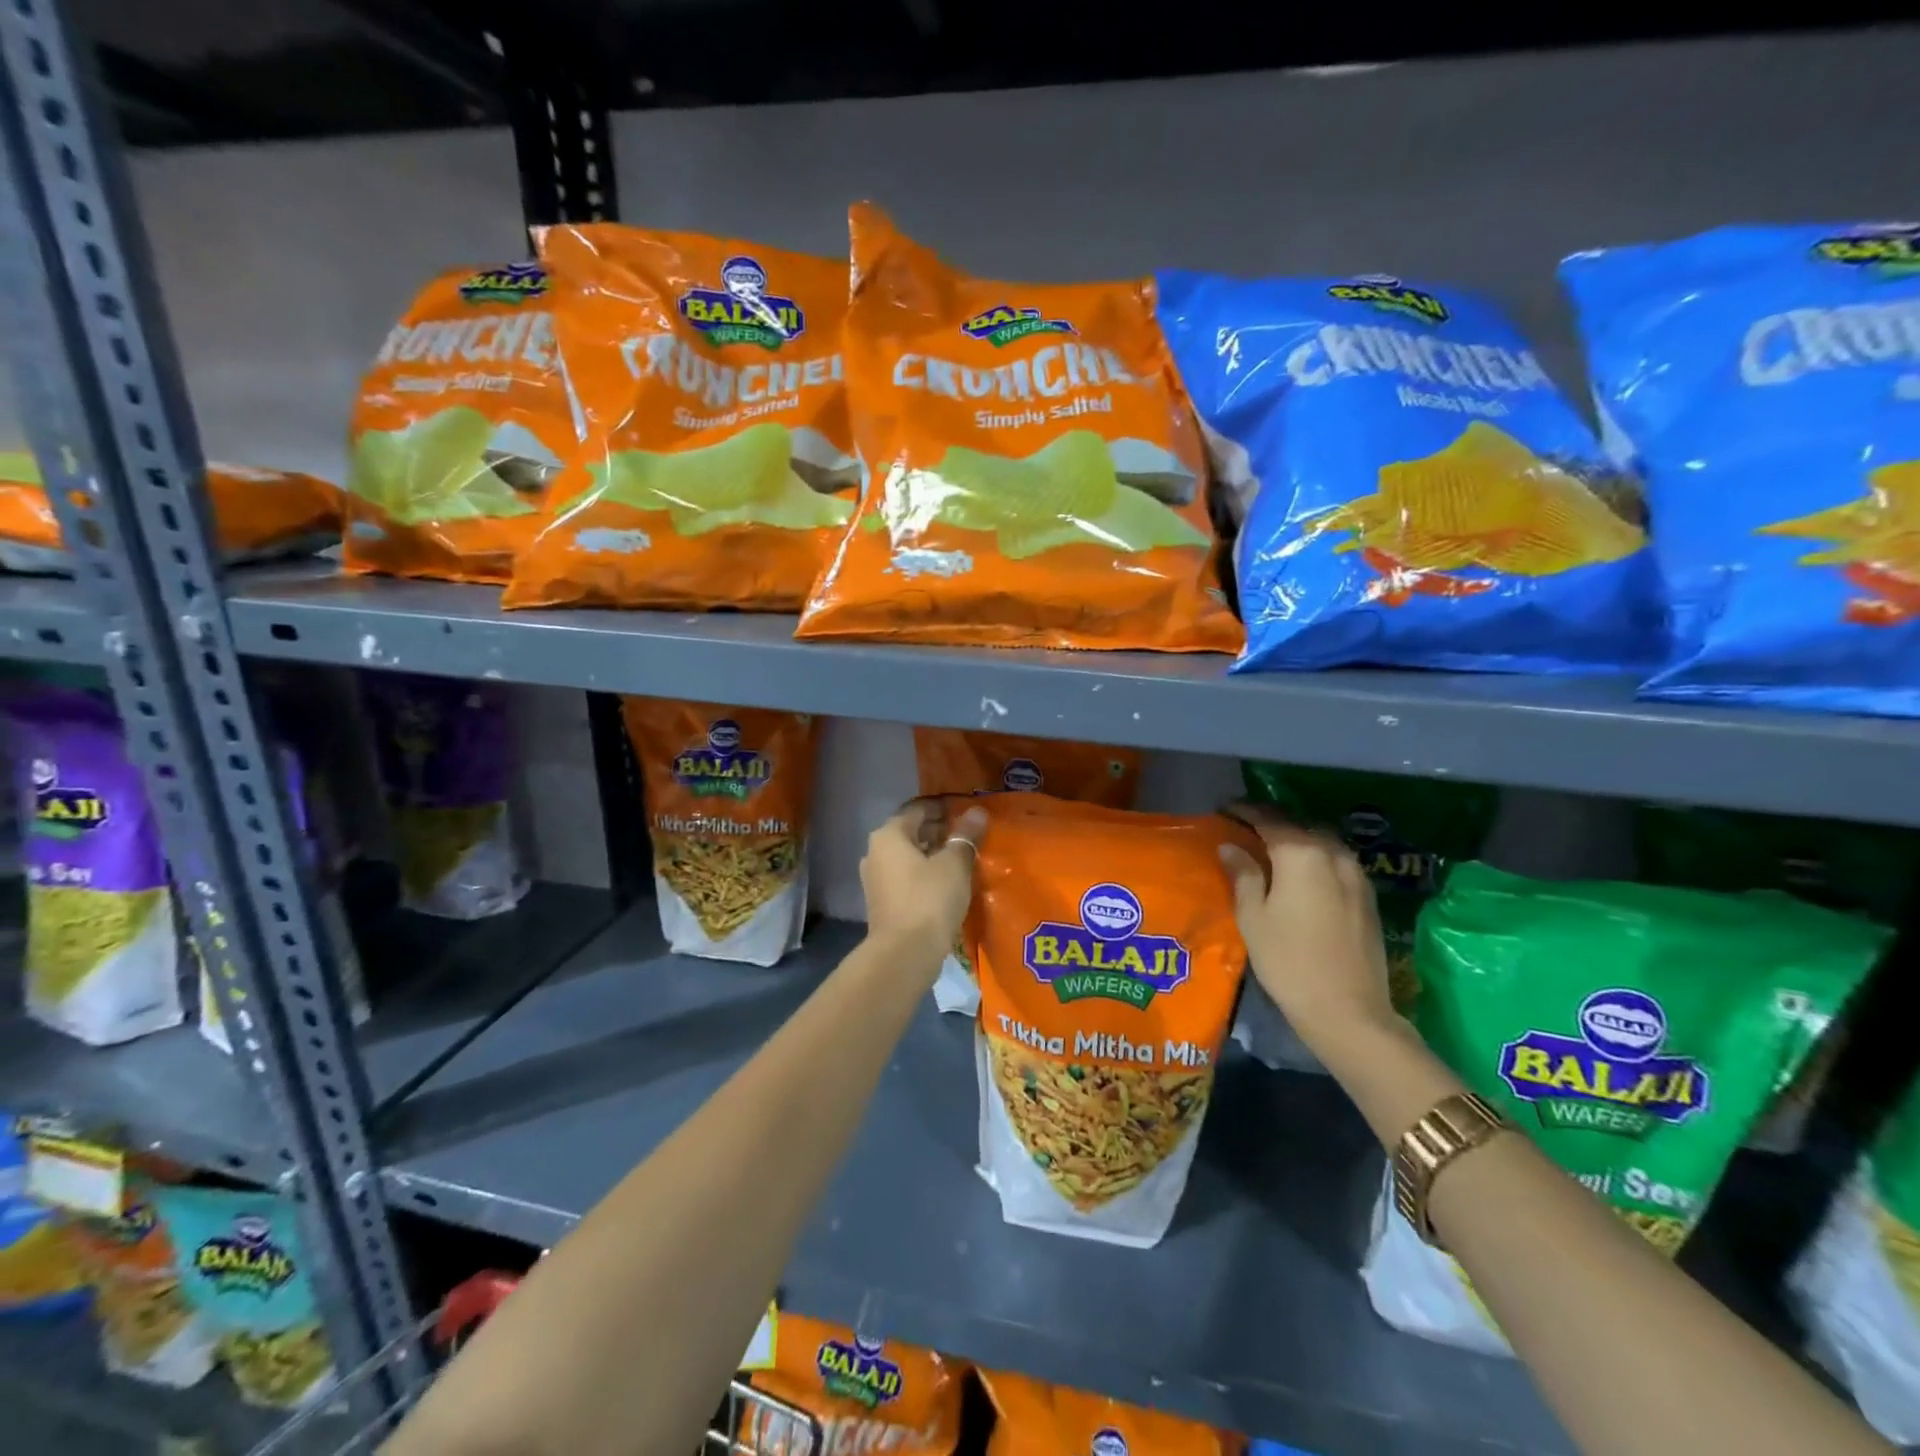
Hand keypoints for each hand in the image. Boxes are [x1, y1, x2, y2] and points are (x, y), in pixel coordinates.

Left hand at [861, 800, 986, 951]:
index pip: (918, 809)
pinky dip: (924, 875)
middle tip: (968, 835)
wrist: (904, 954)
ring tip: (961, 859)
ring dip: (932, 855)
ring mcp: (875, 879)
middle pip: (910, 832)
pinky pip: (905, 878)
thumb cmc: (929, 899)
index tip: (966, 812)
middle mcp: (875, 852)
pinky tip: (946, 883)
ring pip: (907, 857)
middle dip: (938, 832)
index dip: (943, 808)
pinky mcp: (881, 903)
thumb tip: (977, 812)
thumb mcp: (954, 864)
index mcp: (889, 835)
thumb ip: (966, 836)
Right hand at [1218, 802, 1396, 1055]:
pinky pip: (1336, 861)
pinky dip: (1315, 857)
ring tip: (1273, 848)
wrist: (1348, 1010)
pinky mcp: (1367, 896)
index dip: (1245, 811)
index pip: (1269, 819)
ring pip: (1322, 842)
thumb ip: (1243, 874)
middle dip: (1272, 822)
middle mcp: (1333, 854)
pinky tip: (1302, 872)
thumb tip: (1231, 846)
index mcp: (1301, 853)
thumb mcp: (1253, 916)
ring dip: (1297, 838)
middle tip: (1246, 827)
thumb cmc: (1288, 960)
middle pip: (1299, 825)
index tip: (1225, 809)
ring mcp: (1356, 874)